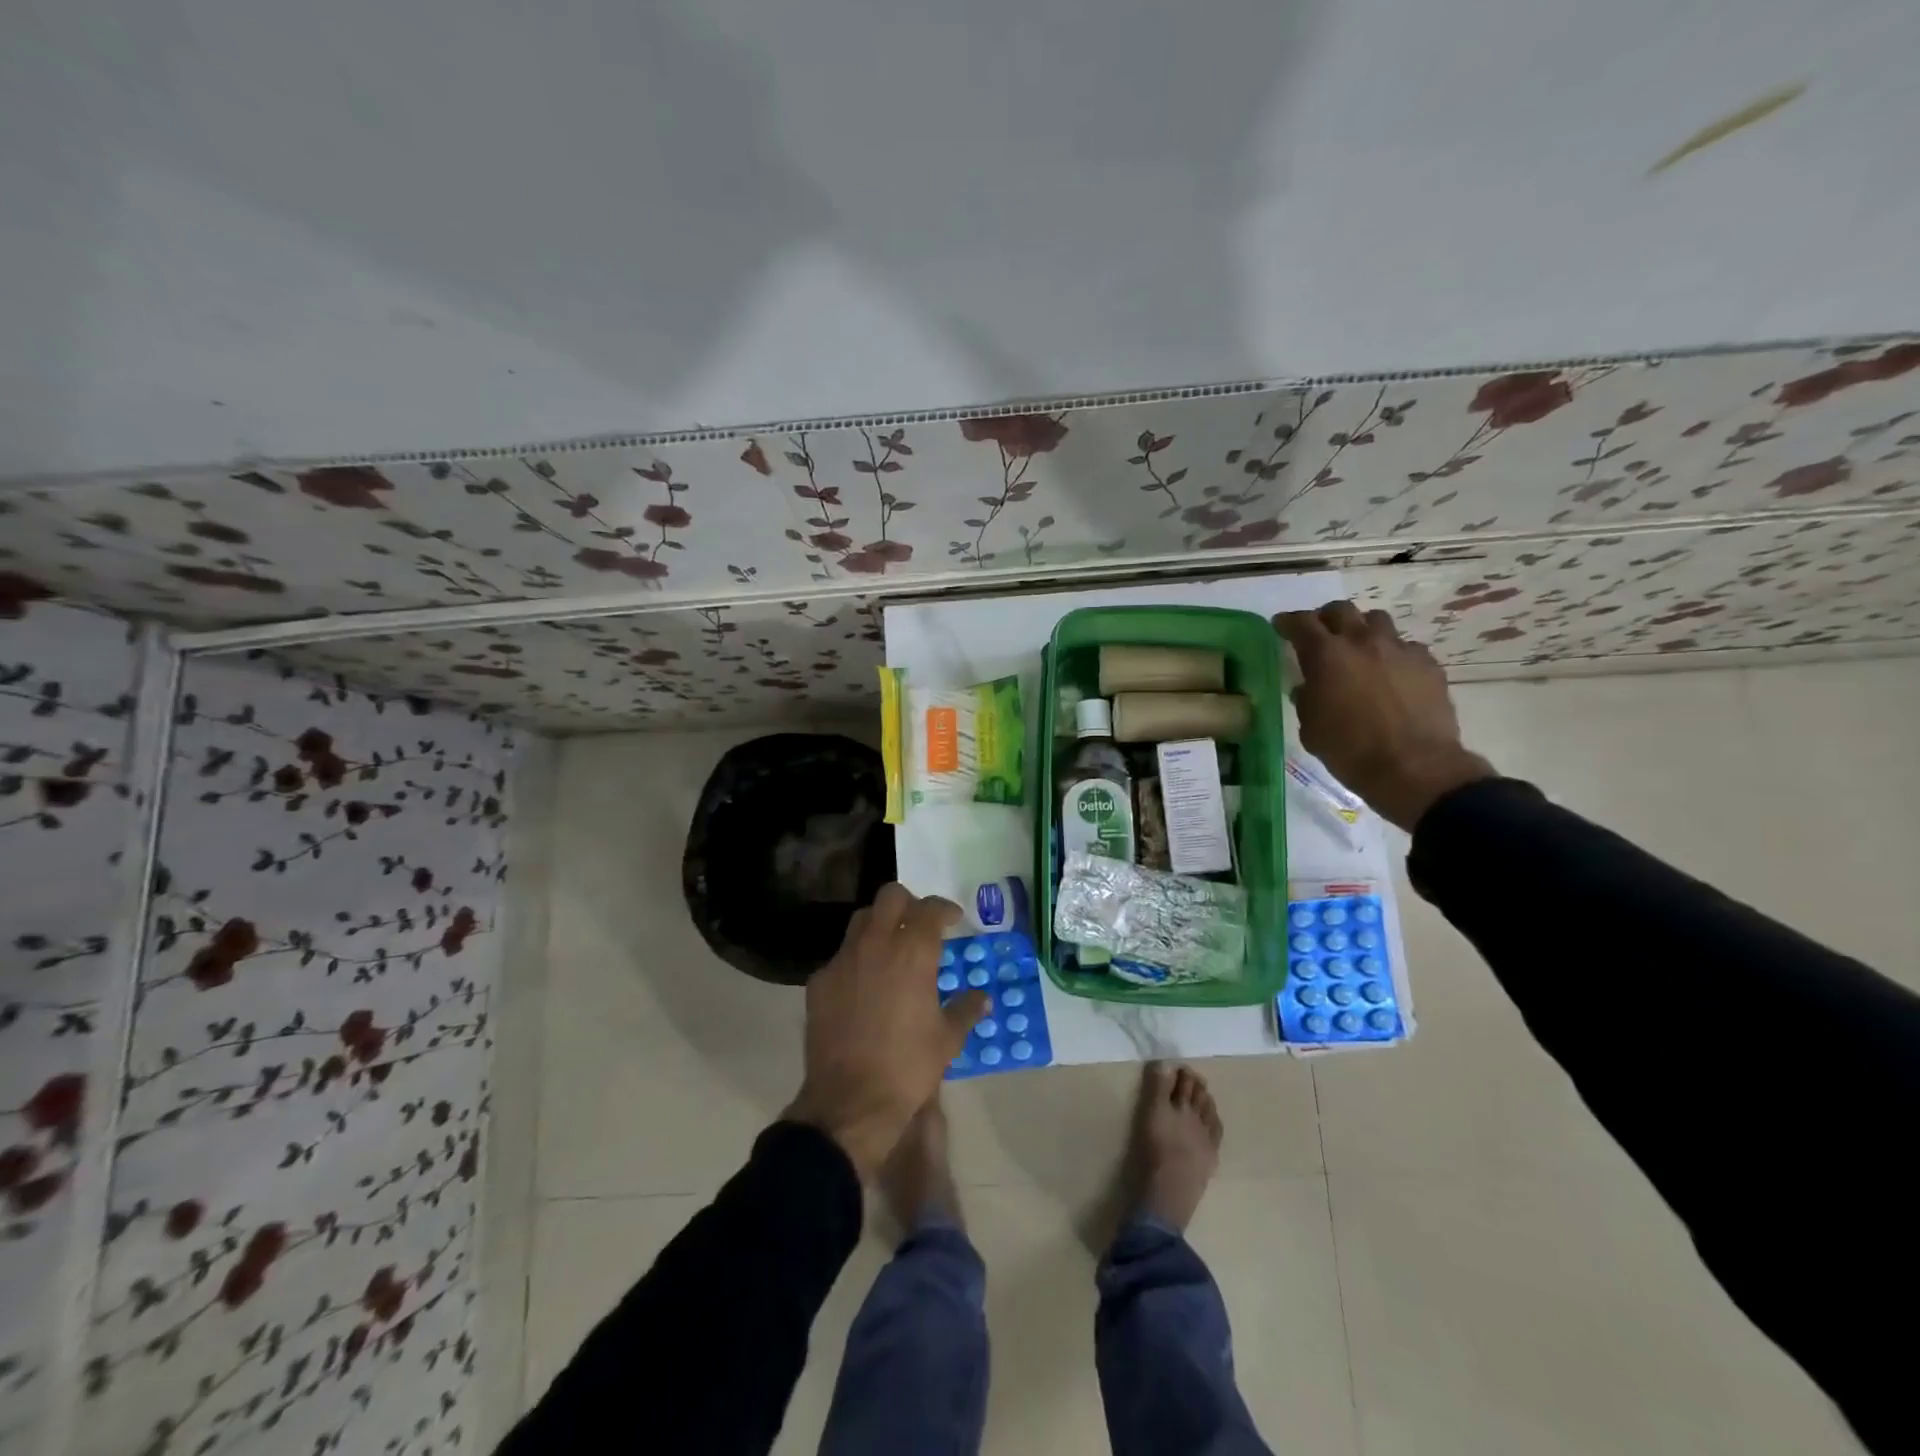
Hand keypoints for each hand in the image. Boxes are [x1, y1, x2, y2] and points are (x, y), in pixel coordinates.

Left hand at [784, 883, 987, 1176]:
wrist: (851, 1101)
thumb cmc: (908, 1067)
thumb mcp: (948, 1039)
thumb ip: (966, 1010)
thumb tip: (982, 998)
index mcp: (913, 952)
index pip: (930, 909)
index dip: (944, 909)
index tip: (953, 919)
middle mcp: (876, 944)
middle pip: (890, 897)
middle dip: (909, 904)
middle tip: (919, 925)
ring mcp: (843, 960)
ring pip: (861, 919)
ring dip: (880, 924)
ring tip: (891, 948)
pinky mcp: (819, 980)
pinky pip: (840, 955)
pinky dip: (856, 959)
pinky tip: (863, 984)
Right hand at [1273, 601, 1494, 830]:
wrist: (1414, 767)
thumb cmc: (1350, 751)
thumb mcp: (1311, 728)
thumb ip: (1307, 699)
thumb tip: (1308, 688)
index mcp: (1326, 656)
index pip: (1300, 623)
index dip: (1287, 622)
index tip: (1281, 626)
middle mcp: (1362, 642)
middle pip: (1341, 610)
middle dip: (1326, 618)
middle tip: (1320, 635)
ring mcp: (1399, 649)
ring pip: (1377, 621)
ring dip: (1363, 630)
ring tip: (1359, 650)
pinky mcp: (1428, 664)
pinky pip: (1406, 647)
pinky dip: (1393, 654)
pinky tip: (1392, 675)